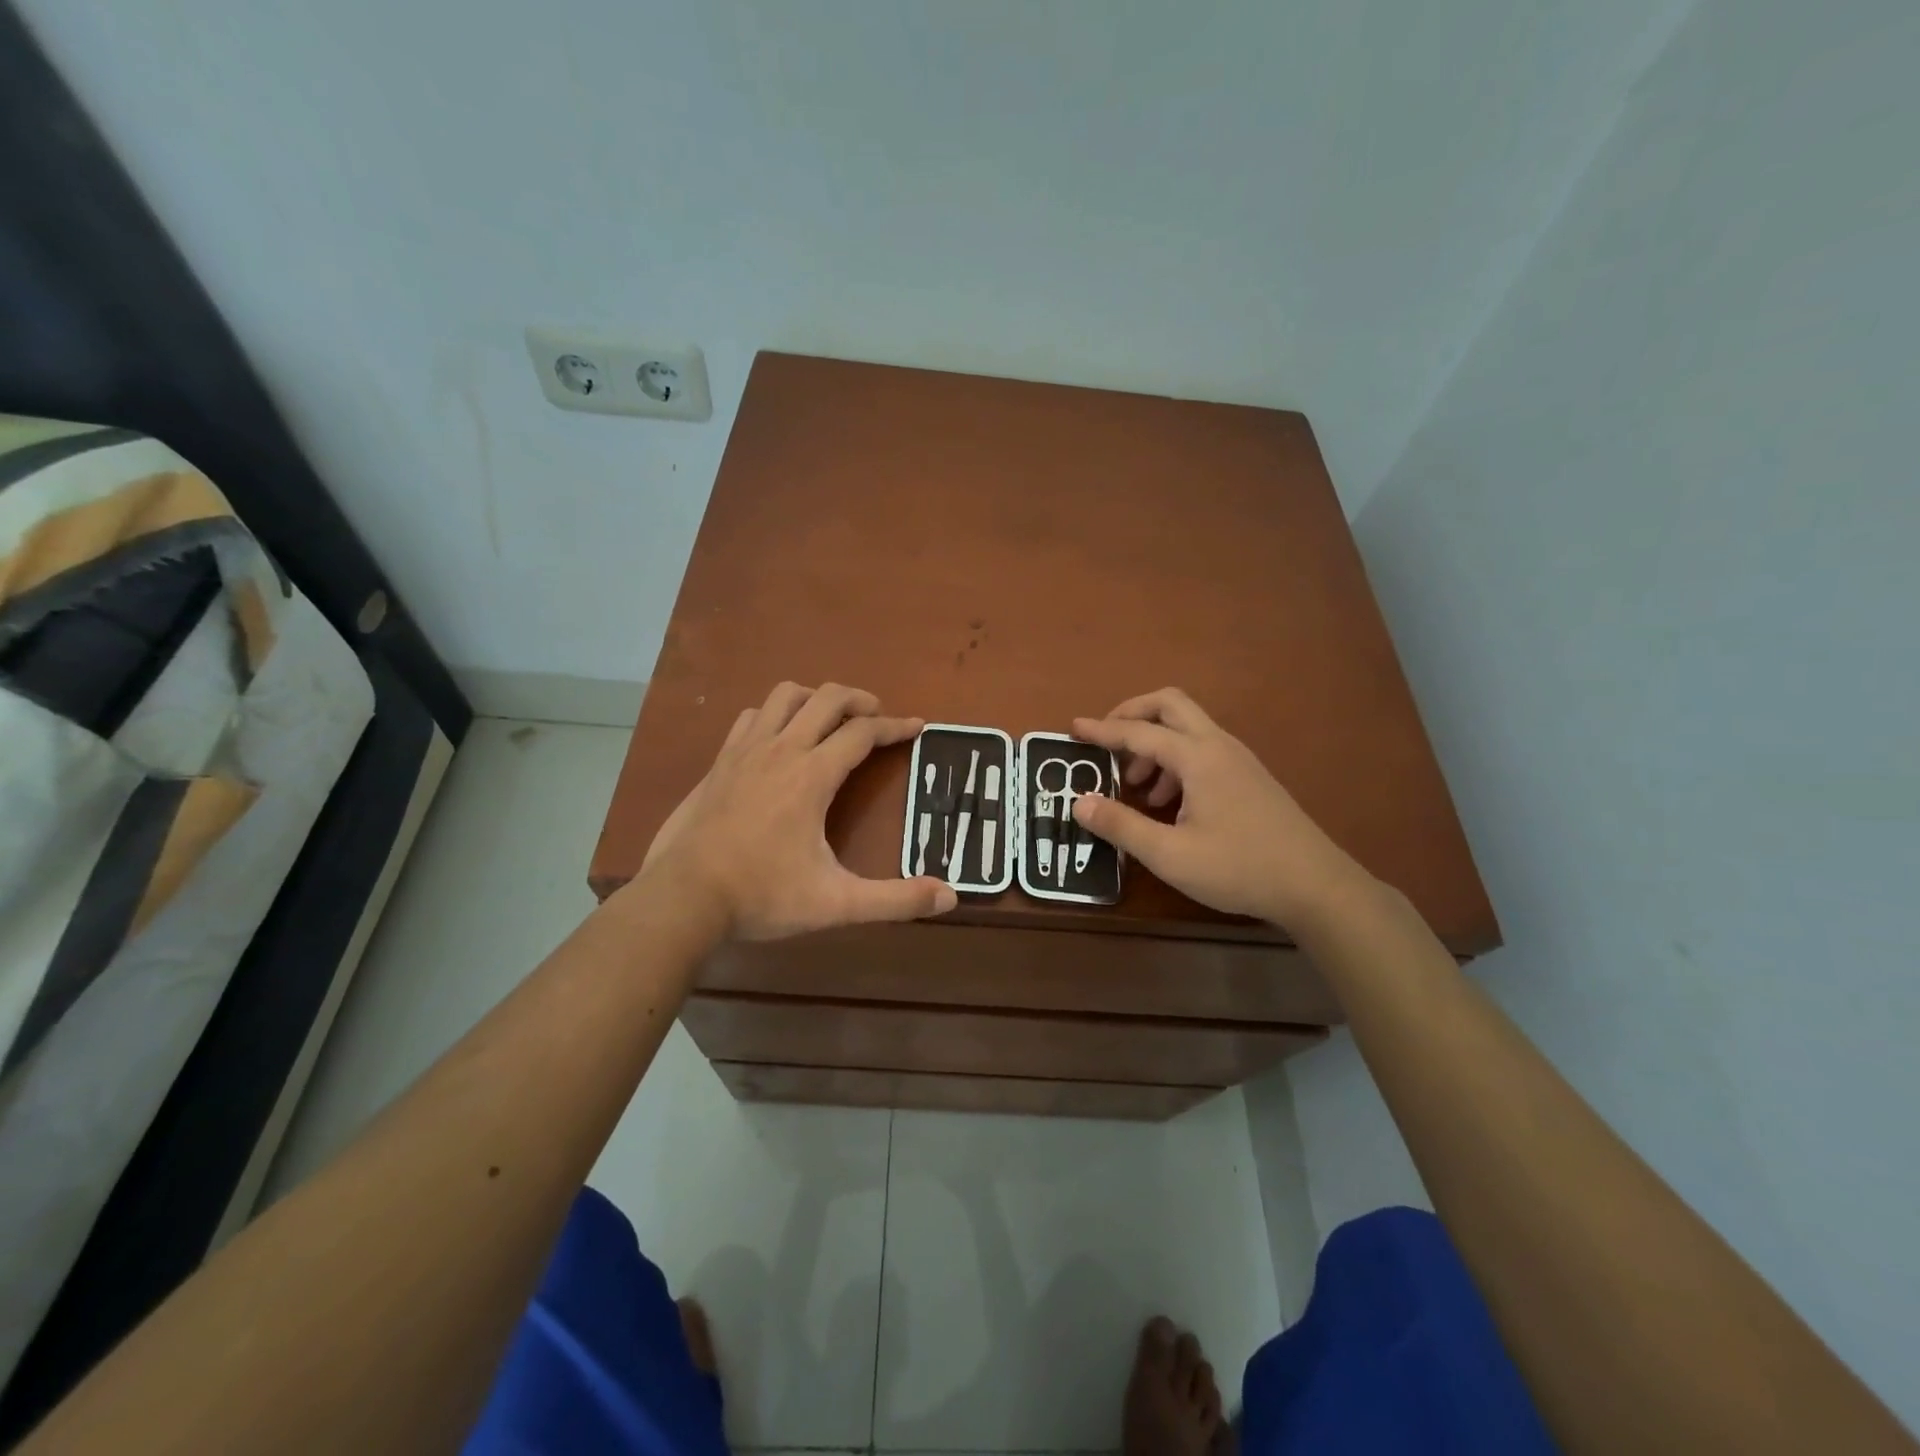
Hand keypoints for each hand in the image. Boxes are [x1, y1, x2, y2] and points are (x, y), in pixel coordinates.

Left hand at [640, 682, 957, 939]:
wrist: (683, 898)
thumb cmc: (763, 896)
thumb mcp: (837, 904)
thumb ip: (895, 900)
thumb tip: (950, 897)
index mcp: (812, 775)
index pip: (863, 733)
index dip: (895, 726)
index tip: (917, 726)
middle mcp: (781, 750)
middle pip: (827, 698)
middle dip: (860, 700)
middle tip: (878, 717)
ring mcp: (745, 751)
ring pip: (785, 696)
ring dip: (815, 698)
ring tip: (831, 719)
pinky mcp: (720, 762)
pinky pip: (752, 717)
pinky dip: (775, 714)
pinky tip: (779, 738)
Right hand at [1070, 688, 1365, 930]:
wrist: (1316, 886)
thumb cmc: (1239, 868)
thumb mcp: (1170, 855)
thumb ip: (1121, 826)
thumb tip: (1079, 802)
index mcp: (1198, 757)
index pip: (1139, 731)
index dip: (1102, 730)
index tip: (1073, 728)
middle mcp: (1219, 746)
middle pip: (1169, 705)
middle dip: (1132, 715)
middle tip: (1106, 742)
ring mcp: (1238, 759)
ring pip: (1187, 728)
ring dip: (1154, 743)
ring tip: (1136, 787)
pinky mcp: (1249, 777)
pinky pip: (1202, 750)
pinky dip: (1175, 761)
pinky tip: (1169, 804)